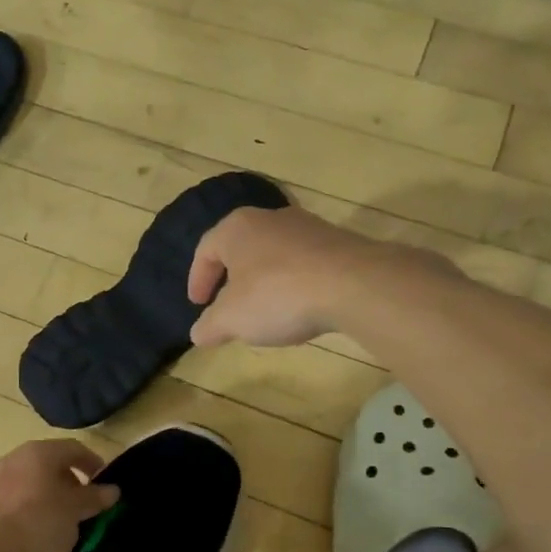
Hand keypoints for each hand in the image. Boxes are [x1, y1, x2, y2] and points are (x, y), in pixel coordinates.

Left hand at [0, 440, 120, 551]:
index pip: (74, 448)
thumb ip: (95, 497)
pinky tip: (41, 531)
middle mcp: (16, 458)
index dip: (93, 463)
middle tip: (86, 504)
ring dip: (52, 496)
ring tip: (65, 520)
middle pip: (52, 463)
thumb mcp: (75, 511)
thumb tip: (112, 490)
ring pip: (33, 482)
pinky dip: (33, 508)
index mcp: (39, 452)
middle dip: (72, 482)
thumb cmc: (40, 523)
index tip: (105, 483)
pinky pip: (18, 499)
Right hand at [187, 205, 388, 348]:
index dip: (198, 279)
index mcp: (236, 228)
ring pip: (274, 254)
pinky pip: (304, 263)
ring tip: (265, 311)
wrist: (353, 284)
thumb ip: (210, 326)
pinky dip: (294, 283)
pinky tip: (300, 308)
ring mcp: (307, 227)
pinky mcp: (337, 242)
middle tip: (228, 306)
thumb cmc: (277, 295)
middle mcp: (270, 218)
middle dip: (231, 279)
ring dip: (264, 281)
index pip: (206, 249)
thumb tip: (198, 333)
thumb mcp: (232, 319)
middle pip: (241, 248)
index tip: (198, 304)